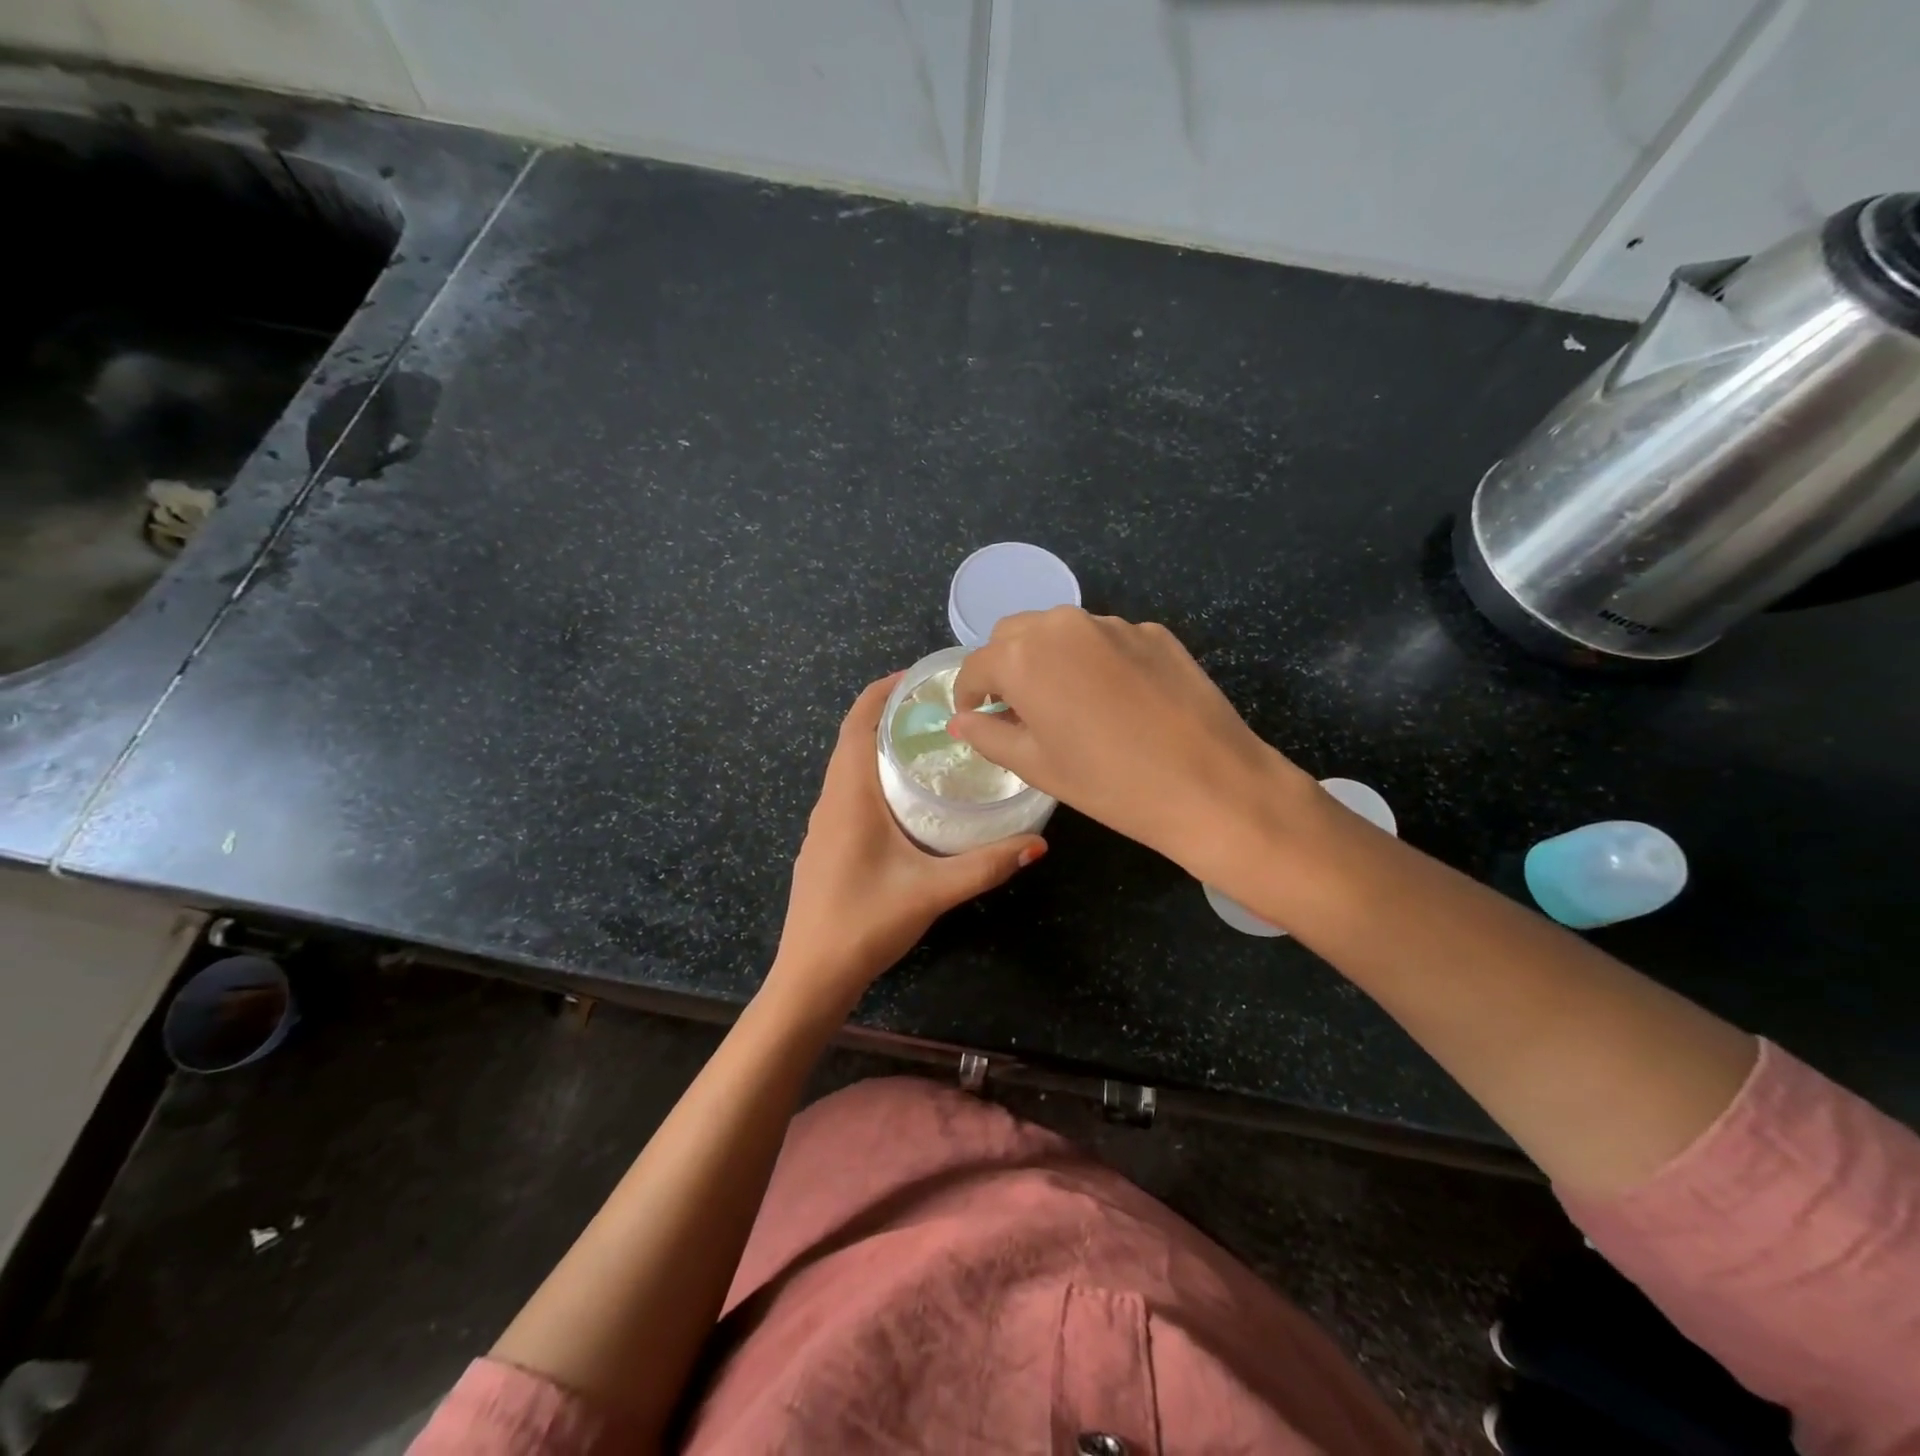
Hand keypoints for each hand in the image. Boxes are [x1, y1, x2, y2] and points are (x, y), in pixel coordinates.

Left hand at [766, 675, 1046, 1017]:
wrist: (811, 975)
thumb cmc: (865, 923)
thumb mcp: (933, 891)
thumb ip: (986, 866)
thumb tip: (1038, 843)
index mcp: (849, 796)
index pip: (858, 723)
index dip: (883, 692)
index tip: (919, 676)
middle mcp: (831, 801)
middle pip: (853, 739)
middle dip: (889, 715)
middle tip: (939, 708)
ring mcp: (823, 826)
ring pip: (849, 768)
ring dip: (880, 747)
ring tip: (928, 744)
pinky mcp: (825, 847)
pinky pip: (848, 794)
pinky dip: (874, 777)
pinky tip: (906, 799)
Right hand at [950, 608, 1316, 879]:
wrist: (1211, 784)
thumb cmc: (1109, 783)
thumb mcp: (1037, 766)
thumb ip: (989, 736)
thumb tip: (961, 721)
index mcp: (1024, 657)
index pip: (976, 666)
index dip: (969, 694)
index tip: (976, 718)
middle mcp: (1063, 626)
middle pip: (1014, 635)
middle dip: (1005, 667)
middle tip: (1018, 710)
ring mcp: (1113, 624)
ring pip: (1060, 631)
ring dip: (1049, 659)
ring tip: (1067, 704)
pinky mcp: (1154, 632)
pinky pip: (1105, 639)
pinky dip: (1093, 660)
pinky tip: (1115, 701)